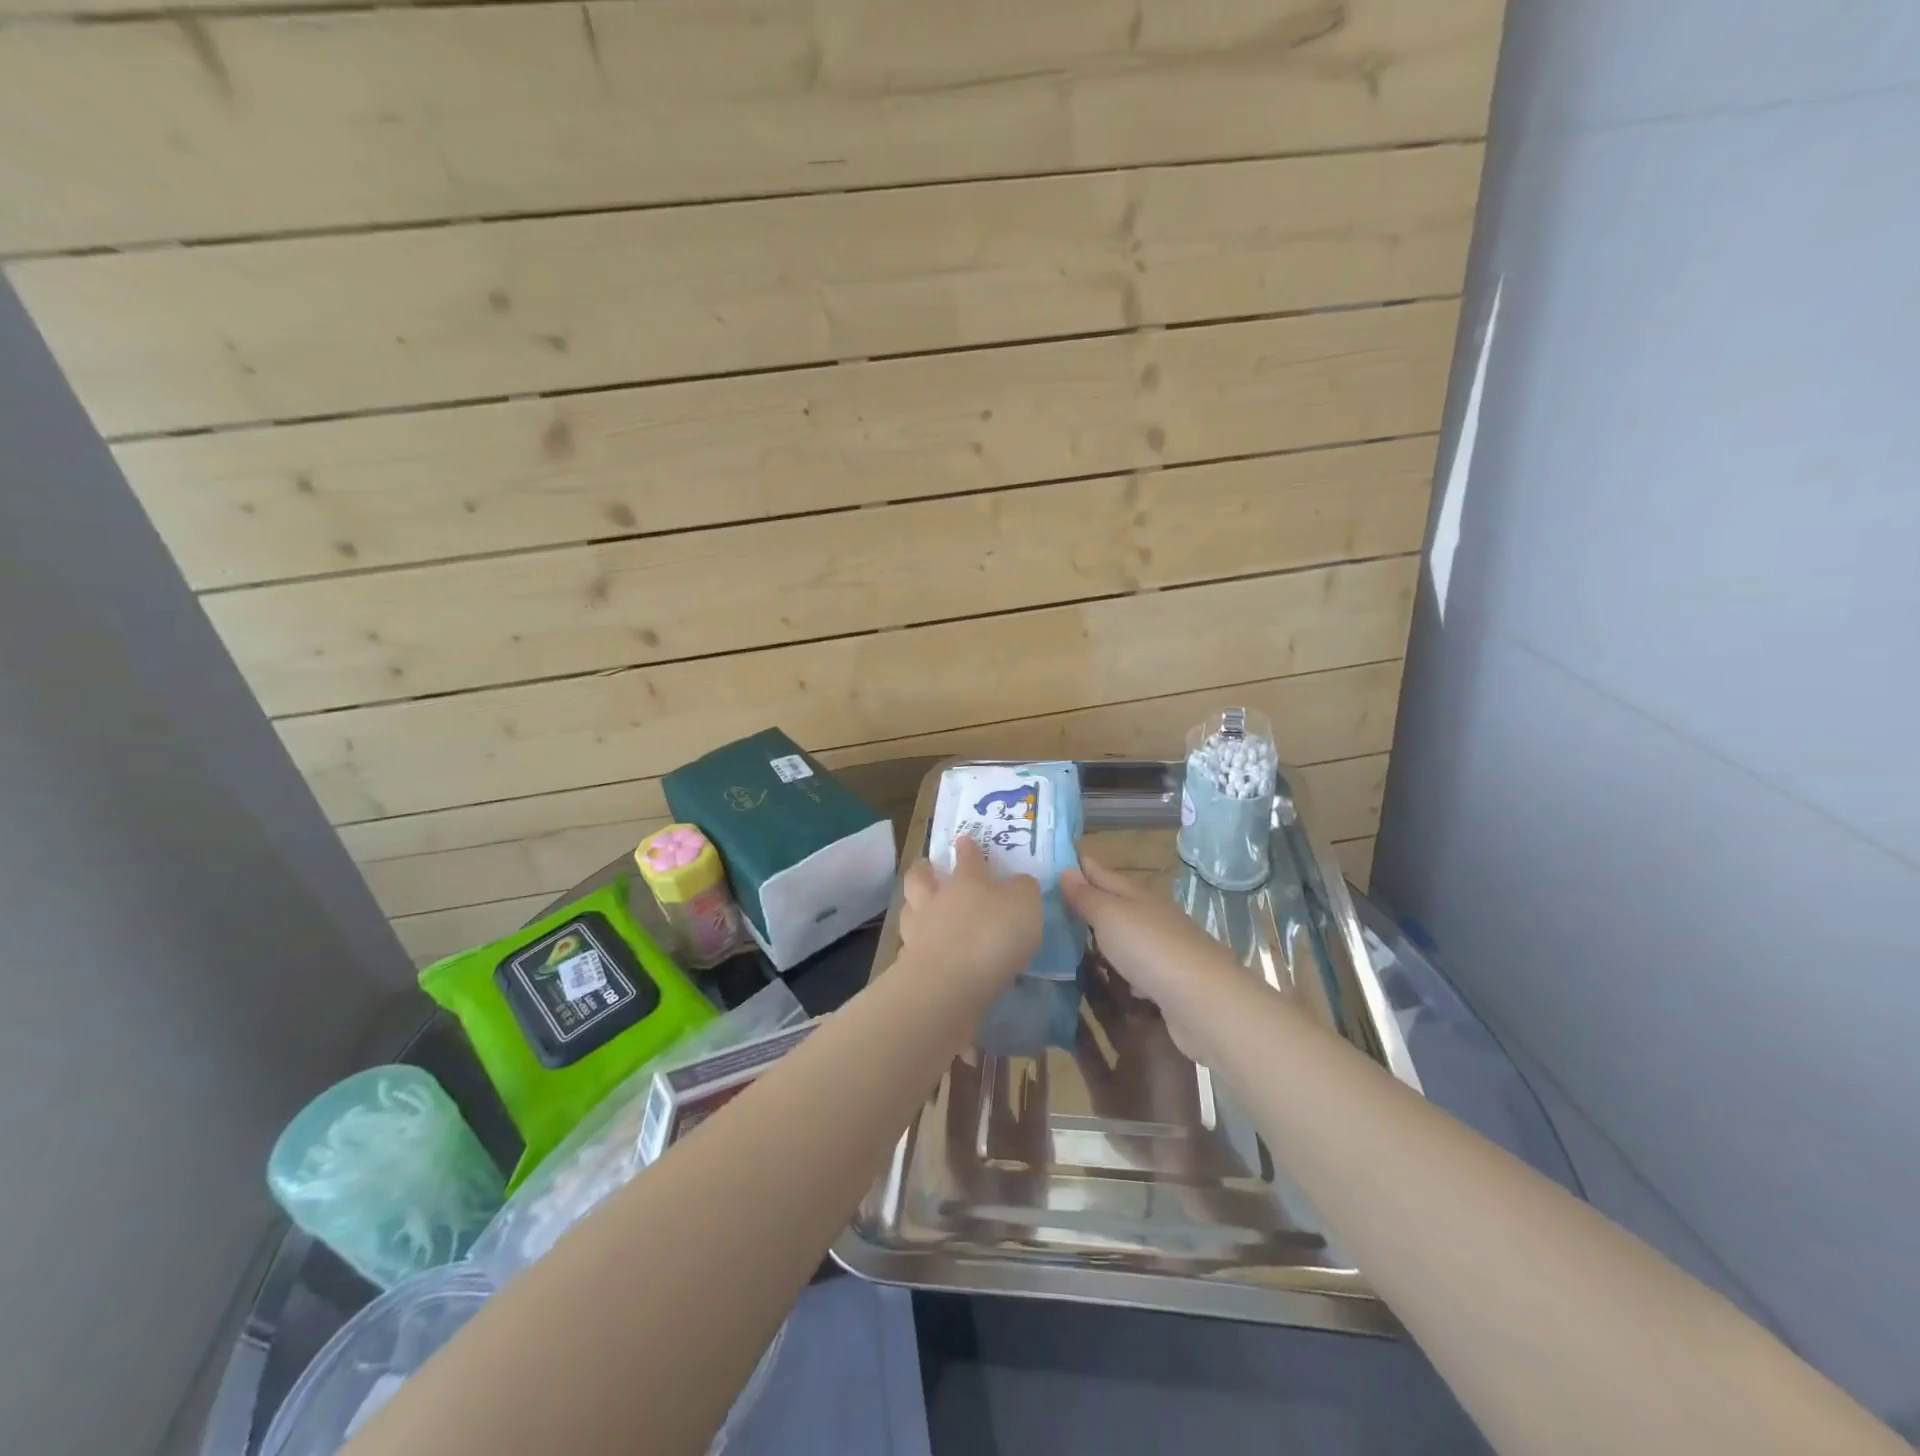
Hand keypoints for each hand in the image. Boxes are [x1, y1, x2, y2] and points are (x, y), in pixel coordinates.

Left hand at [899, 836, 1041, 992]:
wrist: (950, 982)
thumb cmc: (993, 934)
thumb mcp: (1025, 904)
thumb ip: (1023, 890)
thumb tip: (1017, 883)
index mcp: (967, 880)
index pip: (967, 856)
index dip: (967, 847)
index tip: (963, 839)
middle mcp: (937, 899)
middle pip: (921, 877)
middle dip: (923, 869)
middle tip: (927, 867)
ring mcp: (918, 931)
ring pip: (909, 909)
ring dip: (914, 906)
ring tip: (920, 909)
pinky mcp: (910, 964)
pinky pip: (910, 947)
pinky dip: (915, 946)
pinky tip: (924, 951)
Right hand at [1059, 852, 1247, 1058]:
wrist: (1202, 1000)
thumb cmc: (1149, 948)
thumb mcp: (1110, 915)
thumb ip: (1087, 896)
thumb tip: (1066, 870)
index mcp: (1136, 894)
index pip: (1102, 872)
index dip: (1080, 865)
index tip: (1054, 860)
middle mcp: (1151, 915)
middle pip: (1116, 901)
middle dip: (1090, 899)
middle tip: (1053, 900)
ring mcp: (1162, 948)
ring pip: (1127, 935)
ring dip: (1105, 935)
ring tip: (1074, 939)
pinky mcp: (1167, 981)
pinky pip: (1137, 968)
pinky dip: (1123, 968)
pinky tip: (1112, 978)